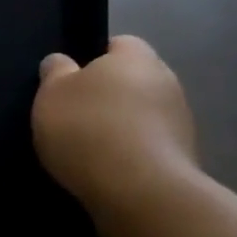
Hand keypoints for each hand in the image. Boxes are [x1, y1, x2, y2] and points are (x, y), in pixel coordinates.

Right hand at [33, 36, 197, 214]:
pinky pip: (151, 145)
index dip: (93, 59)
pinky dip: (132, 153)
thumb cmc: (88, 129)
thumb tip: (61, 62)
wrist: (139, 191)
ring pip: (143, 114)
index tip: (72, 82)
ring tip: (90, 149)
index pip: (119, 44)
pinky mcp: (185, 157)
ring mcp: (181, 120)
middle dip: (110, 95)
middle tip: (76, 116)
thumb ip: (55, 72)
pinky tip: (109, 170)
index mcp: (136, 57)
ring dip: (123, 126)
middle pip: (133, 80)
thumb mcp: (51, 94)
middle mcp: (167, 80)